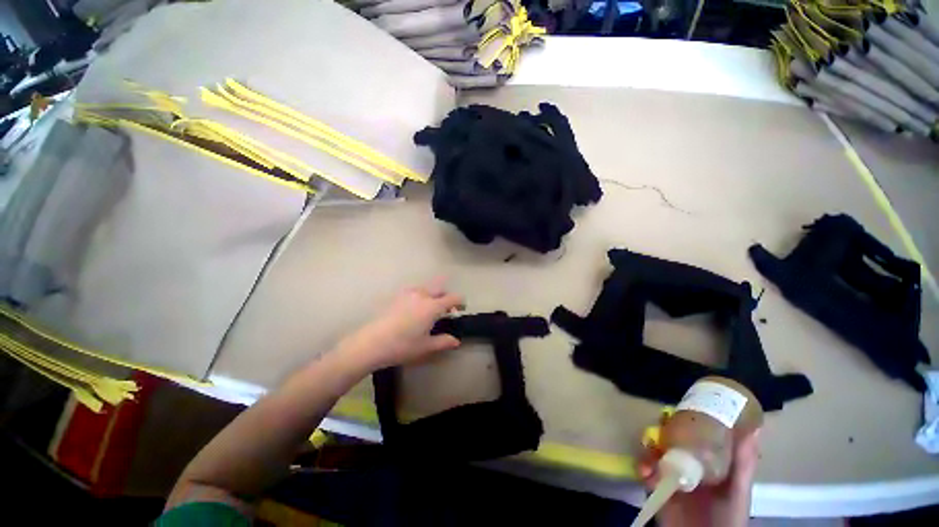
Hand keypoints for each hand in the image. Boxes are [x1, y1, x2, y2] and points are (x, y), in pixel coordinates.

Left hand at [342, 279, 464, 370]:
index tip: (462, 309)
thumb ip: (443, 341)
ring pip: (427, 288)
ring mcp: (408, 293)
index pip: (453, 297)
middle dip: (447, 296)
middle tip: (447, 310)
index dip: (460, 302)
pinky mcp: (397, 296)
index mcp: (432, 306)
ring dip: (433, 295)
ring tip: (430, 309)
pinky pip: (414, 290)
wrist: (371, 343)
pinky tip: (414, 308)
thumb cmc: (402, 346)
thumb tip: (456, 341)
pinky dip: (421, 295)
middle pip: (440, 288)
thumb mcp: (426, 346)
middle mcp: (422, 295)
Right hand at [638, 429, 760, 526]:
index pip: (694, 435)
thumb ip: (743, 463)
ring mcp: (672, 475)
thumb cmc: (727, 516)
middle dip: (659, 434)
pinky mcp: (657, 486)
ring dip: (648, 451)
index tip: (675, 411)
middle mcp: (688, 464)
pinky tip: (645, 473)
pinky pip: (645, 470)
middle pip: (669, 440)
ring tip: (649, 460)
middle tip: (655, 433)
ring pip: (654, 452)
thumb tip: (754, 428)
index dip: (683, 421)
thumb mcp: (737, 490)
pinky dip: (642, 468)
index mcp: (708, 462)